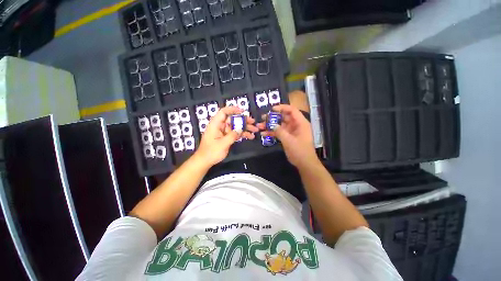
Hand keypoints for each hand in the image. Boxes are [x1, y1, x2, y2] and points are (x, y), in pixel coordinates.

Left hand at [195, 106, 257, 166]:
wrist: (205, 161)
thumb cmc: (211, 152)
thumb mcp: (223, 144)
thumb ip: (233, 135)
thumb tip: (241, 129)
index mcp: (215, 124)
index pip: (223, 112)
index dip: (233, 109)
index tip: (243, 111)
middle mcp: (220, 126)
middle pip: (232, 119)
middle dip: (243, 120)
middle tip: (253, 122)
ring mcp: (223, 132)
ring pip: (235, 126)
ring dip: (245, 128)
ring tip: (255, 130)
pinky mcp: (226, 137)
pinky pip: (235, 133)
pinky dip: (242, 134)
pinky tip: (250, 136)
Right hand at [258, 104, 317, 168]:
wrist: (305, 164)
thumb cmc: (299, 151)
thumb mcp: (289, 141)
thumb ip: (280, 131)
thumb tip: (272, 125)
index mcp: (300, 123)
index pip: (292, 110)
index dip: (282, 108)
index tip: (272, 109)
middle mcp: (296, 125)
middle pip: (284, 117)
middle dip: (273, 117)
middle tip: (263, 118)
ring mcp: (291, 131)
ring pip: (280, 125)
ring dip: (270, 125)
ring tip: (260, 126)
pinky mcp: (288, 137)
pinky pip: (279, 132)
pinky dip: (272, 132)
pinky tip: (263, 134)